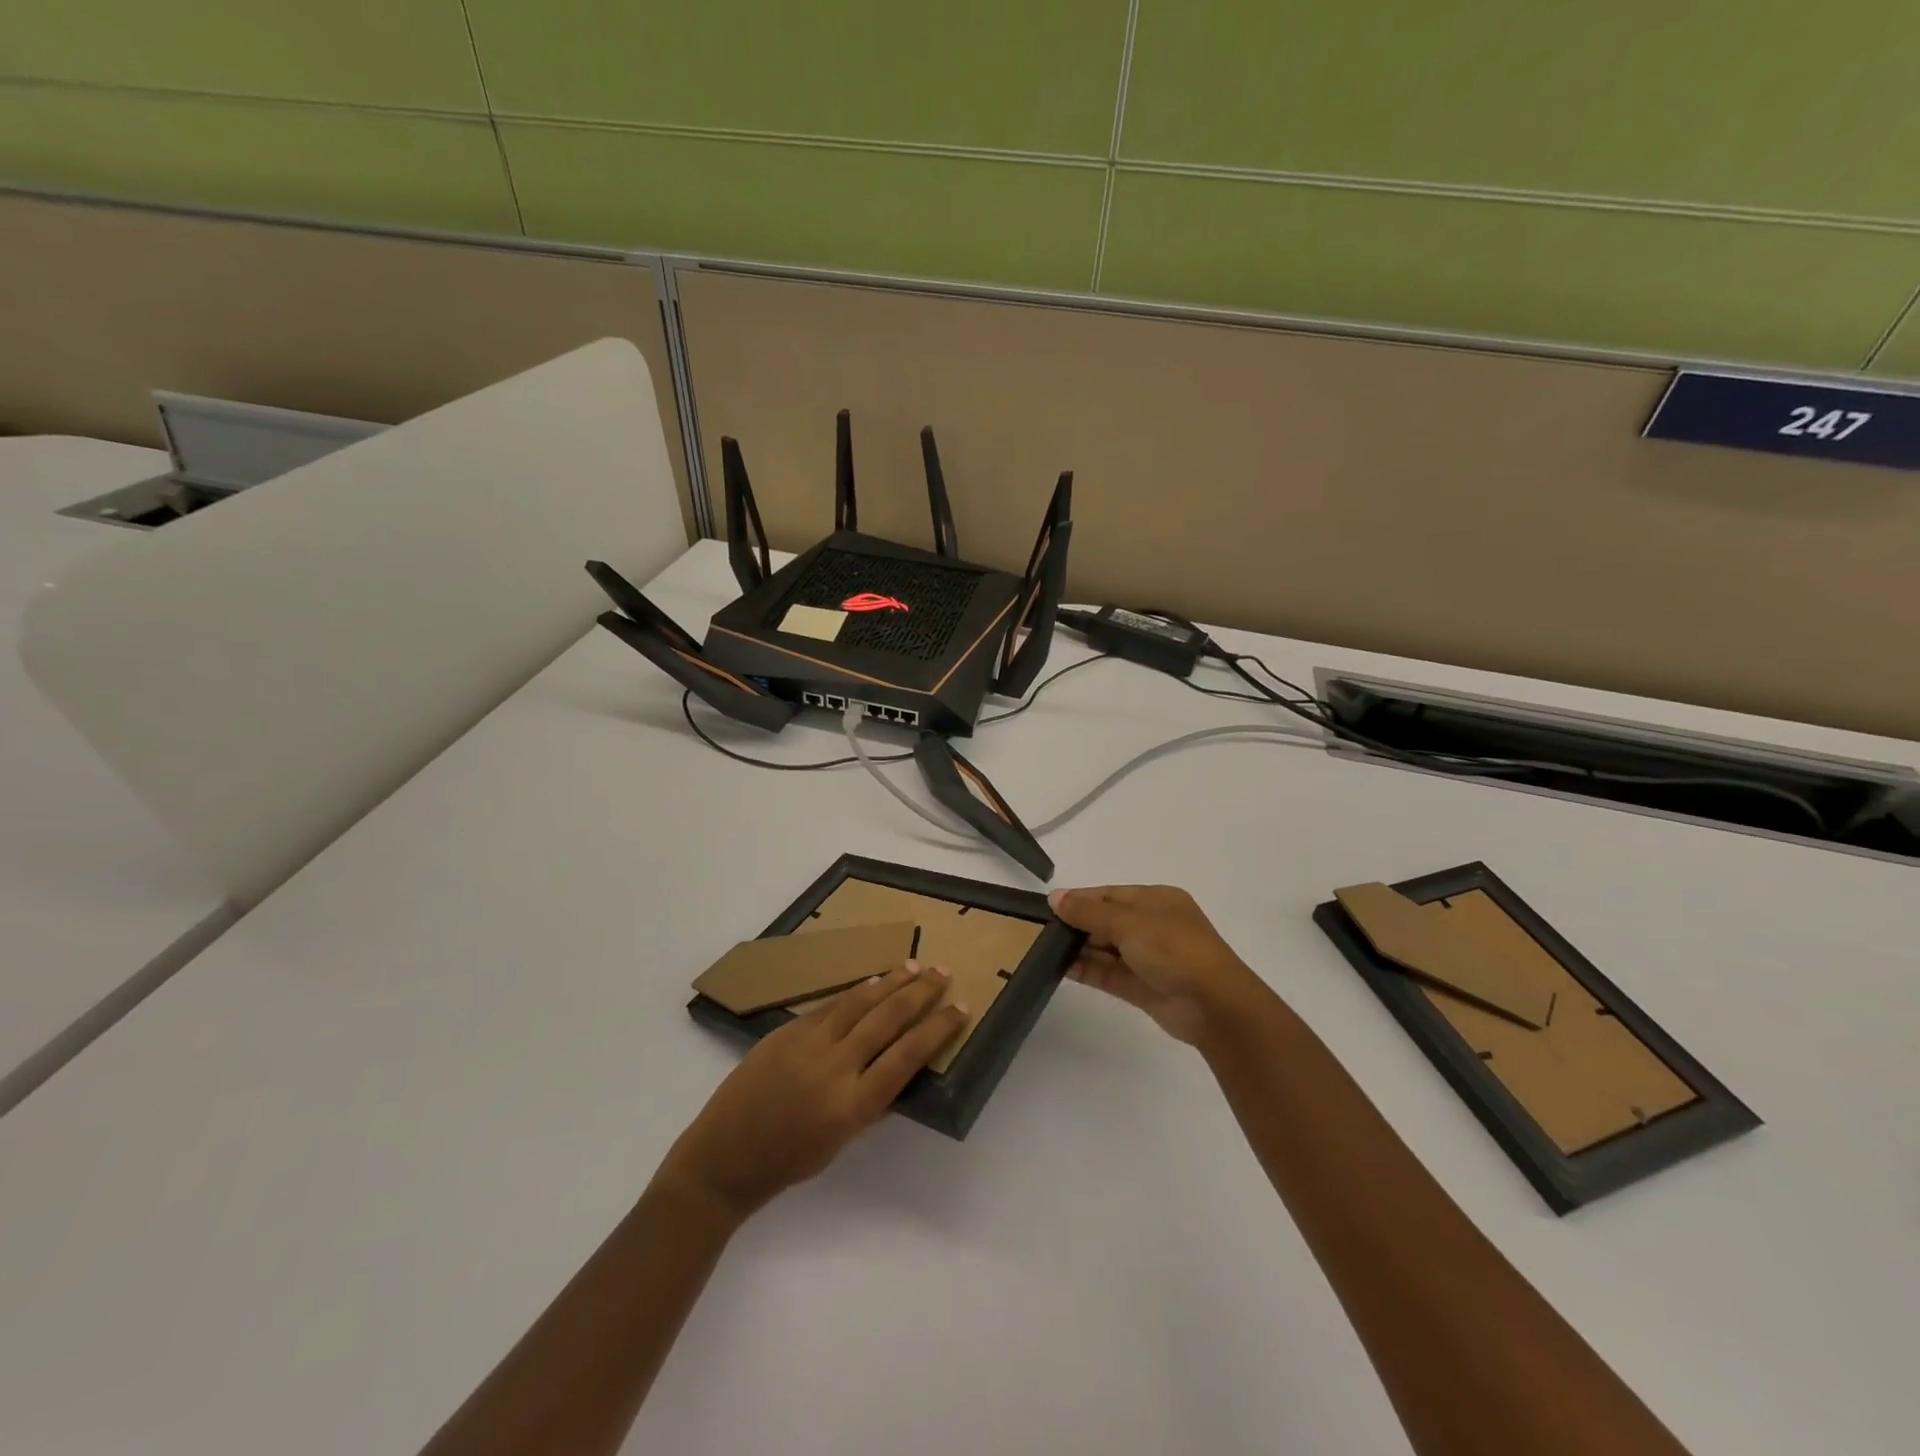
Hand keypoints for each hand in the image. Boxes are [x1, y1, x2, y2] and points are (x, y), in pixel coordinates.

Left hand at [656, 963, 968, 1221]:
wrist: (722, 1158)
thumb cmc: (786, 1162)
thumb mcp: (840, 1143)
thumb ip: (870, 1103)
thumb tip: (897, 1068)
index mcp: (853, 1106)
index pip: (908, 1056)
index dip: (938, 1029)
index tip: (960, 1009)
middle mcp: (835, 1068)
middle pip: (887, 1019)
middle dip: (920, 994)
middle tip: (942, 973)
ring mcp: (808, 1044)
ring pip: (859, 1002)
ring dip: (890, 982)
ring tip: (914, 966)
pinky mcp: (787, 1032)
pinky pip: (830, 1005)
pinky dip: (855, 992)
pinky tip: (872, 981)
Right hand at [1050, 885, 1271, 1046]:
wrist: (1214, 1005)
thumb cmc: (1174, 949)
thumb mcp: (1129, 922)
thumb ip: (1089, 912)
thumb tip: (1055, 898)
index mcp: (1157, 900)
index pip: (1111, 895)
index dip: (1080, 899)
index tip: (1049, 906)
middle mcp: (1153, 926)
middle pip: (1107, 921)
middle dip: (1077, 925)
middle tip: (1040, 930)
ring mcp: (1149, 958)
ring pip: (1106, 949)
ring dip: (1079, 949)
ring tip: (1043, 949)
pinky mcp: (1143, 987)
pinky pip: (1109, 973)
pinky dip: (1087, 970)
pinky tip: (1060, 968)